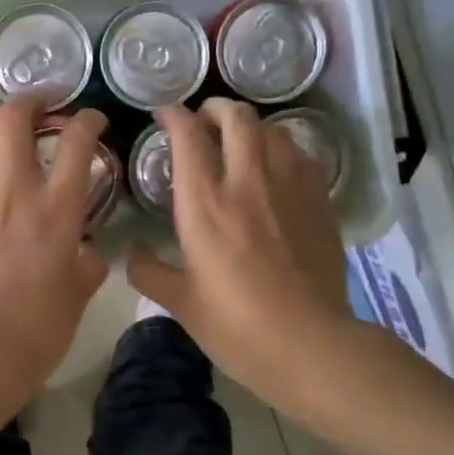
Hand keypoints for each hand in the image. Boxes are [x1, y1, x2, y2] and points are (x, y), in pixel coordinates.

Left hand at [0, 98, 109, 386]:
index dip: (87, 121)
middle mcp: (12, 194)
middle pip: (12, 122)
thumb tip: (88, 254)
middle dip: (28, 101)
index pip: (76, 144)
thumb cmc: (39, 329)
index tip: (91, 119)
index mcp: (55, 209)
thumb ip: (86, 266)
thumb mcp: (78, 296)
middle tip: (40, 104)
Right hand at [127, 99, 366, 406]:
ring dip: (253, 128)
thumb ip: (148, 271)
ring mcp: (290, 189)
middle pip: (237, 118)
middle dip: (216, 109)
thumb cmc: (235, 325)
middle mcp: (248, 183)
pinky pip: (303, 156)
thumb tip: (132, 252)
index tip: (164, 116)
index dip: (174, 116)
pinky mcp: (320, 203)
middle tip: (204, 120)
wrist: (309, 345)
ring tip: (242, 141)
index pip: (189, 136)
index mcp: (205, 204)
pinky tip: (278, 169)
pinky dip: (285, 150)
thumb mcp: (179, 303)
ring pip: (274, 130)